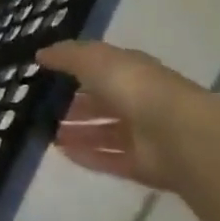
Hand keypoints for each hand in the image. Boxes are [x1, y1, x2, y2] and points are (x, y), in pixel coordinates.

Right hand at [37, 39, 210, 190]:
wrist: (178, 134)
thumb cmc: (135, 88)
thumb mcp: (95, 60)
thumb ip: (67, 55)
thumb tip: (41, 54)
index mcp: (132, 72)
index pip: (103, 69)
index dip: (77, 71)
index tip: (48, 75)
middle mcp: (139, 102)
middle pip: (103, 104)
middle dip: (76, 107)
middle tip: (43, 110)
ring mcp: (143, 136)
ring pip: (104, 134)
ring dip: (78, 134)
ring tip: (46, 134)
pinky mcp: (142, 165)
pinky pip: (109, 160)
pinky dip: (87, 156)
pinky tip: (62, 153)